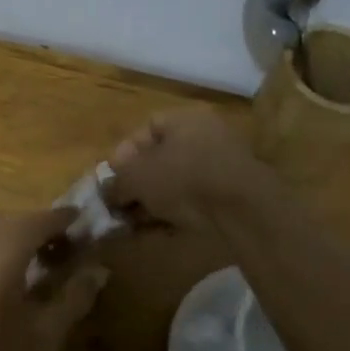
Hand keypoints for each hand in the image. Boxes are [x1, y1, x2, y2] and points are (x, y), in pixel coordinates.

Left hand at [0, 209, 108, 350]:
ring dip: (19, 238)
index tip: (86, 225)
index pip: (44, 218)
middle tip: (66, 249)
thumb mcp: (45, 333)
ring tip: (39, 263)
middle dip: (44, 229)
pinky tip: (5, 278)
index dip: (68, 220)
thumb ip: (75, 296)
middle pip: (18, 220)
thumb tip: (98, 271)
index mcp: (5, 246)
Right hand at [104, 107, 272, 232]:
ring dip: (154, 202)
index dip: (123, 154)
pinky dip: (176, 213)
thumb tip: (106, 192)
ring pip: (176, 182)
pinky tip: (159, 231)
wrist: (243, 211)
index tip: (112, 180)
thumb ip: (116, 182)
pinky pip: (195, 200)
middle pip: (160, 158)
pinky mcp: (231, 194)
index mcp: (184, 119)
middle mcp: (205, 136)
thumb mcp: (137, 177)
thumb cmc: (184, 179)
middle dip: (137, 184)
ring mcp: (221, 165)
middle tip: (121, 206)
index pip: (145, 129)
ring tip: (136, 224)